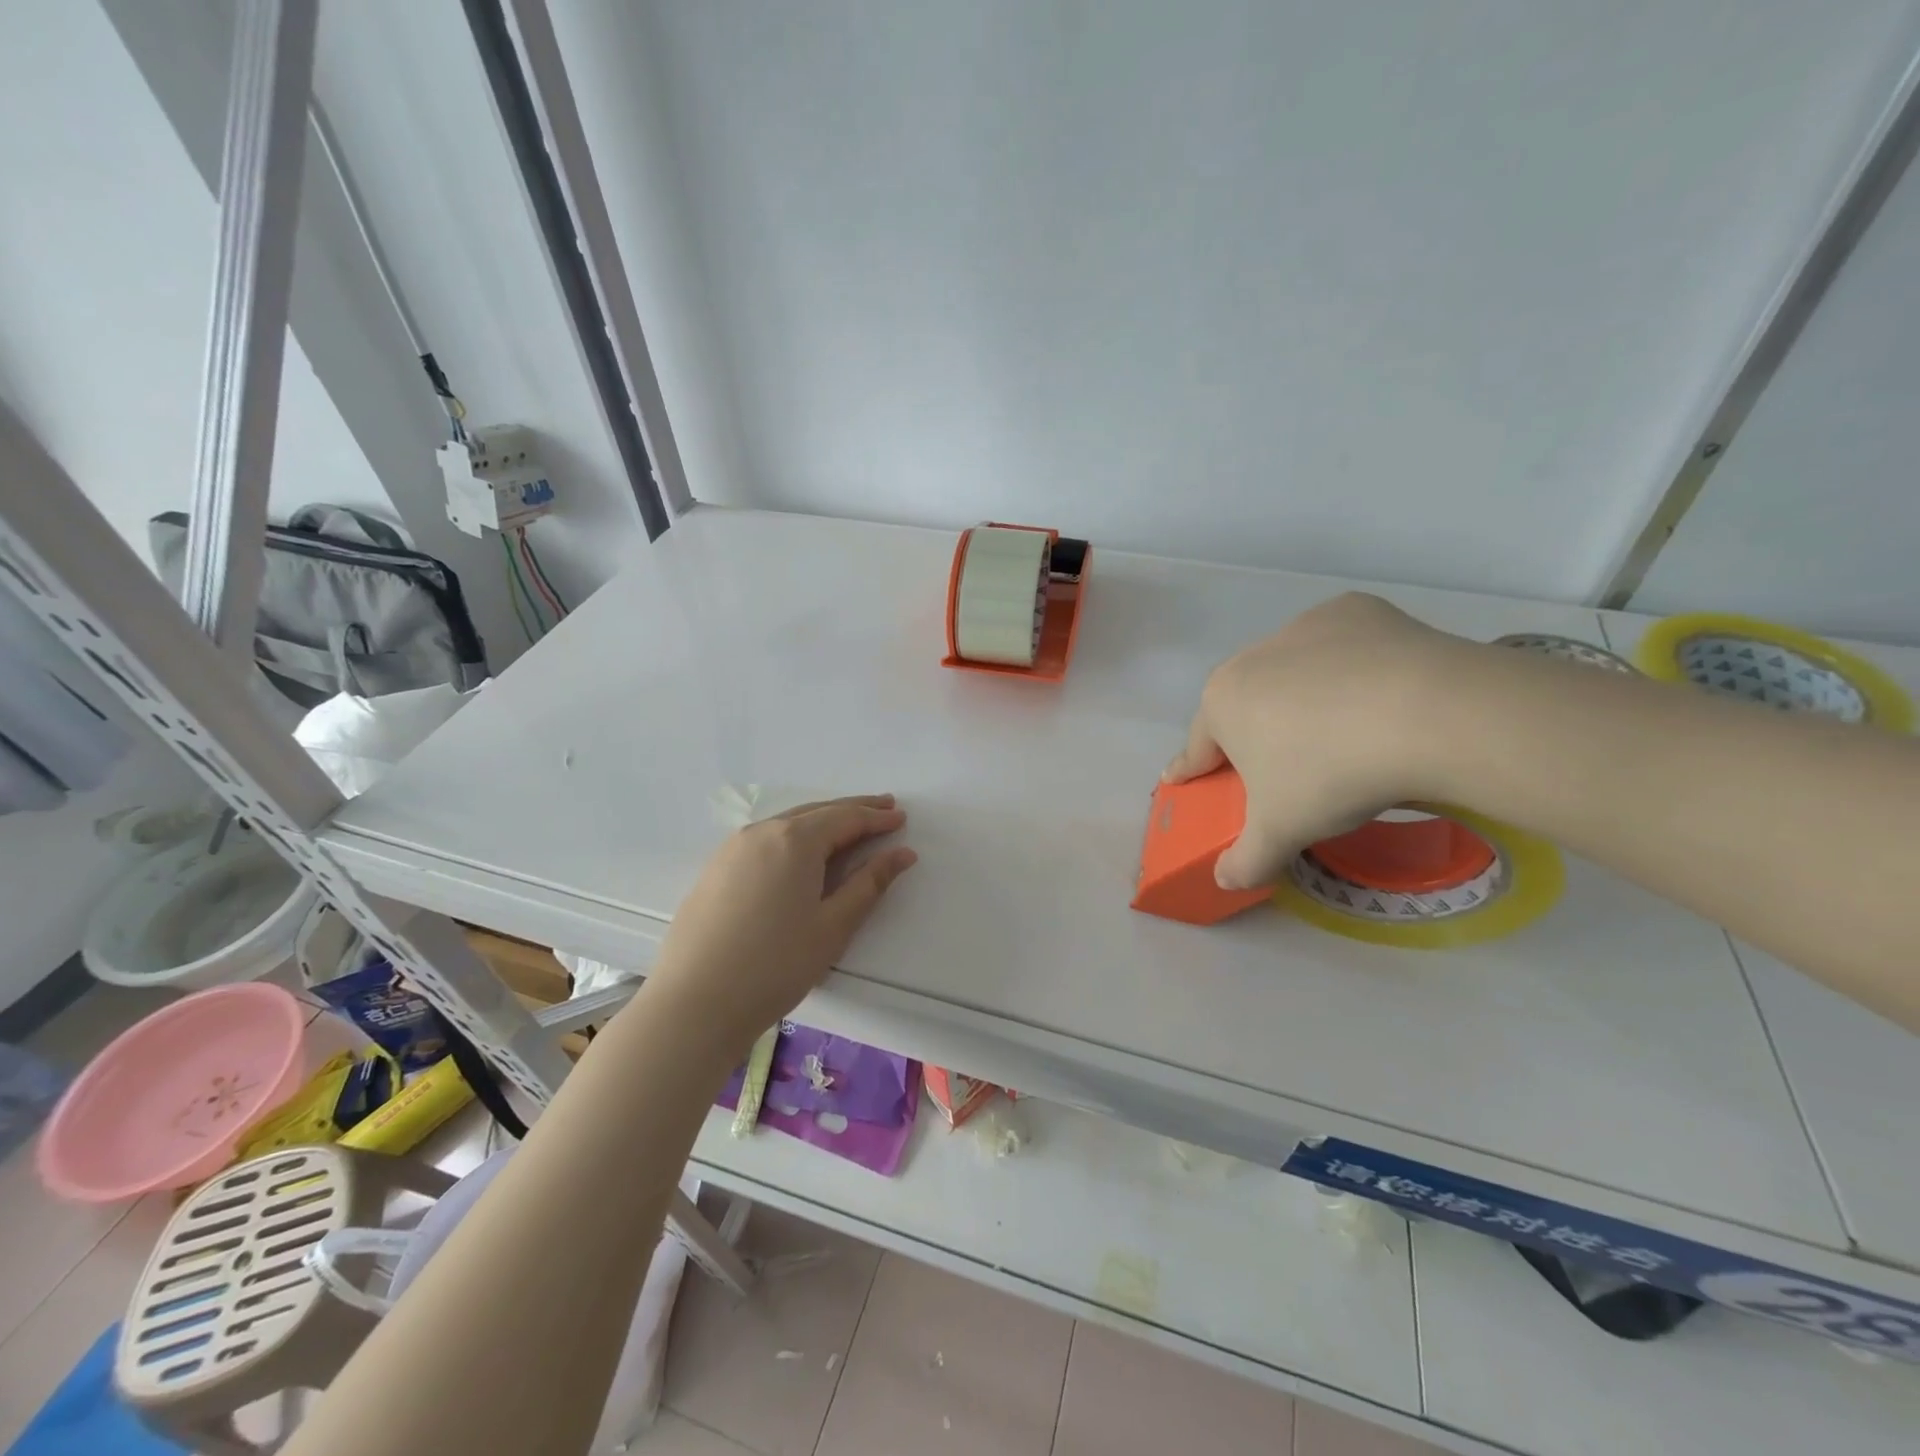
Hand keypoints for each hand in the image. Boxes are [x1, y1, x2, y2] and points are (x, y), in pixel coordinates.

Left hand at [648, 795, 917, 1056]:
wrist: (694, 1003)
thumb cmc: (775, 965)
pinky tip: (801, 851)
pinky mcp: (715, 869)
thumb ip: (870, 884)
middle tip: (883, 808)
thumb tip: (902, 853)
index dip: (876, 818)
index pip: (845, 818)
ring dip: (822, 821)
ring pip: (788, 823)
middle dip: (852, 810)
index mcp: (795, 840)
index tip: (901, 818)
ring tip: (847, 826)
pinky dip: (793, 836)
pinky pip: (765, 839)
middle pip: (816, 812)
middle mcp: (762, 832)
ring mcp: (733, 849)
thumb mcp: (833, 925)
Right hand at [1163, 593, 1459, 888]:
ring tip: (1341, 731)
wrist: (1428, 714)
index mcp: (1222, 703)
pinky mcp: (1355, 612)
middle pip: (1244, 705)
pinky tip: (1377, 691)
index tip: (1182, 779)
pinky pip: (1341, 646)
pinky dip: (1350, 667)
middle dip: (1253, 734)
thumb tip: (1224, 882)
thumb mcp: (1281, 831)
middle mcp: (1251, 657)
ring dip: (1301, 698)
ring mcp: (1304, 628)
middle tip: (1280, 769)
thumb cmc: (1331, 775)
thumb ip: (1245, 859)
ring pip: (1292, 672)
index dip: (1190, 769)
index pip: (1198, 746)